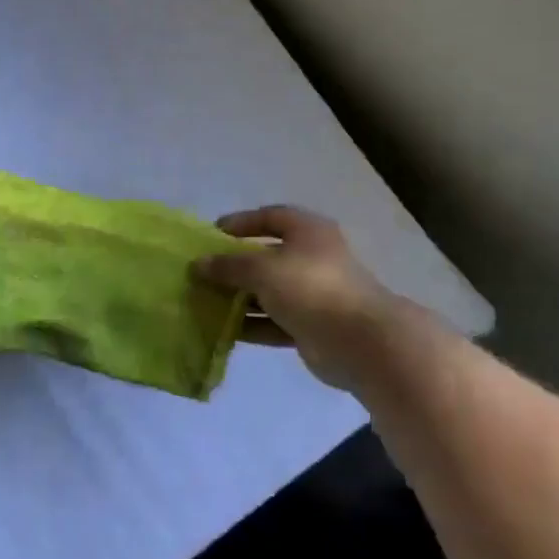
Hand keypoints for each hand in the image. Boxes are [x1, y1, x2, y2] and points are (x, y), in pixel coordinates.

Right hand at [192, 206, 440, 392]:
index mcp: (308, 232)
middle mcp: (313, 258)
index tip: (212, 234)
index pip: (270, 217)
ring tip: (206, 302)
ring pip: (269, 291)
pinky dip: (252, 324)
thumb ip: (228, 266)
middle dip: (236, 264)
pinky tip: (225, 330)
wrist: (360, 341)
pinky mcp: (312, 326)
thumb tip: (198, 264)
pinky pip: (274, 321)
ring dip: (240, 297)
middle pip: (267, 256)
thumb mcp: (262, 269)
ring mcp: (314, 294)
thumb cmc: (311, 288)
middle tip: (205, 272)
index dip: (242, 222)